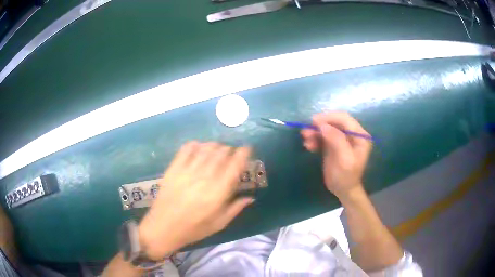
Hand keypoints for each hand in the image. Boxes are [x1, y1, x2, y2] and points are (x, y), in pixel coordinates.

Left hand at [138, 142, 253, 259]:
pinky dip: (195, 145)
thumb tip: (250, 197)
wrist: (163, 228)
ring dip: (214, 146)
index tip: (247, 149)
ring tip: (216, 150)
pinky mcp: (173, 169)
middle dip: (229, 149)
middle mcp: (204, 177)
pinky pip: (186, 149)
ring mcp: (187, 171)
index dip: (243, 153)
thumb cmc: (194, 229)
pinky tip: (198, 149)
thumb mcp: (219, 223)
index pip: (235, 165)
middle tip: (230, 154)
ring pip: (206, 148)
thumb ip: (236, 208)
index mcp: (218, 192)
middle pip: (221, 152)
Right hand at [301, 112, 371, 199]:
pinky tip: (308, 145)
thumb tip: (323, 126)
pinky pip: (323, 137)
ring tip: (305, 138)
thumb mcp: (344, 160)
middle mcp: (352, 134)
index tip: (314, 122)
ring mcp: (342, 139)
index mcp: (360, 136)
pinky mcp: (333, 144)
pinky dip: (315, 139)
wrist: (343, 191)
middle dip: (320, 124)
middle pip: (335, 122)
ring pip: (327, 128)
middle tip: (306, 130)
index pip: (345, 119)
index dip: (329, 118)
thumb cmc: (346, 177)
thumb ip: (337, 140)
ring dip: (315, 132)